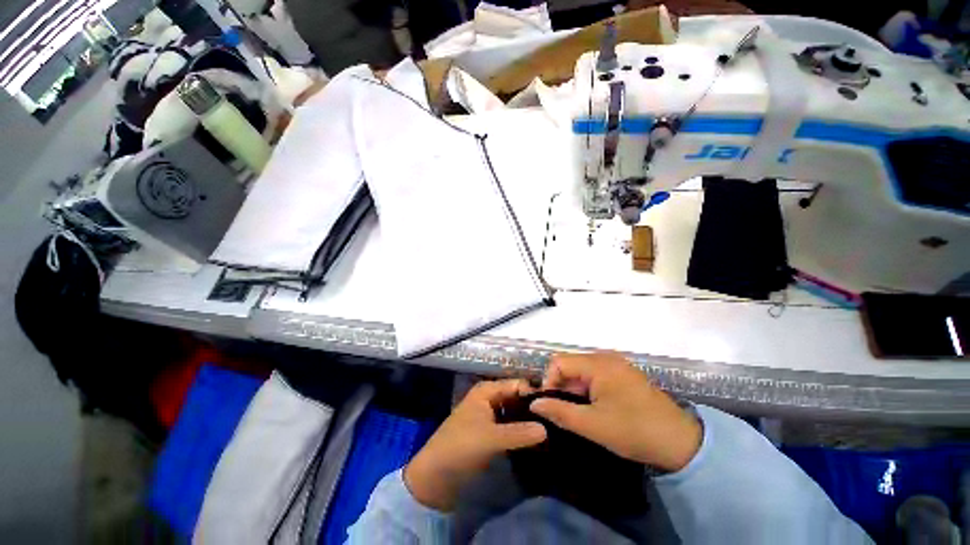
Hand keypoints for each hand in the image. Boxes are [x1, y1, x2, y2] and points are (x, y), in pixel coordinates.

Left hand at [403, 380, 546, 510]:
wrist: (435, 476)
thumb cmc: (460, 447)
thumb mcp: (490, 438)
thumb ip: (519, 433)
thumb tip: (547, 428)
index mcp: (488, 390)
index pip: (518, 385)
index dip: (535, 394)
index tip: (556, 408)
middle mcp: (490, 398)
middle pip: (517, 398)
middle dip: (534, 409)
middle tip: (556, 422)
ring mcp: (490, 415)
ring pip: (515, 413)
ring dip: (529, 421)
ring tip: (552, 432)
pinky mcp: (490, 432)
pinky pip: (511, 427)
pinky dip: (521, 432)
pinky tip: (537, 442)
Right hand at [530, 353, 701, 471]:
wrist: (682, 443)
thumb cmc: (634, 430)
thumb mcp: (593, 425)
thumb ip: (560, 412)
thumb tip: (534, 404)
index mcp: (598, 364)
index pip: (558, 362)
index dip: (549, 381)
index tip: (552, 405)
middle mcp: (606, 357)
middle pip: (570, 364)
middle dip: (562, 386)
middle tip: (565, 412)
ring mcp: (617, 364)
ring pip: (582, 370)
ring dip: (575, 389)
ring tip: (580, 412)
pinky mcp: (624, 374)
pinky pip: (596, 375)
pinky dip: (588, 389)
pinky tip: (595, 407)